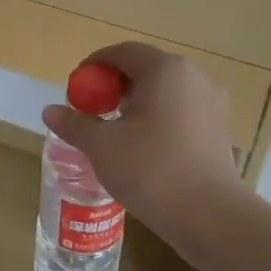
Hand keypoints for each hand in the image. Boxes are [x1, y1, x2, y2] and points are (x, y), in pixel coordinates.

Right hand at [41, 43, 242, 254]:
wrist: (211, 218)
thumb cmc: (152, 171)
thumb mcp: (102, 146)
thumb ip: (75, 124)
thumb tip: (50, 111)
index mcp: (166, 70)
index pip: (123, 52)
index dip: (94, 66)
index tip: (76, 90)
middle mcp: (194, 77)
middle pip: (145, 69)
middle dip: (114, 85)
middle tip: (92, 111)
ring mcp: (212, 103)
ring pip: (165, 91)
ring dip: (136, 102)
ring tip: (115, 131)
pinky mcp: (220, 129)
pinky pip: (181, 111)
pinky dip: (158, 118)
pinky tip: (144, 147)